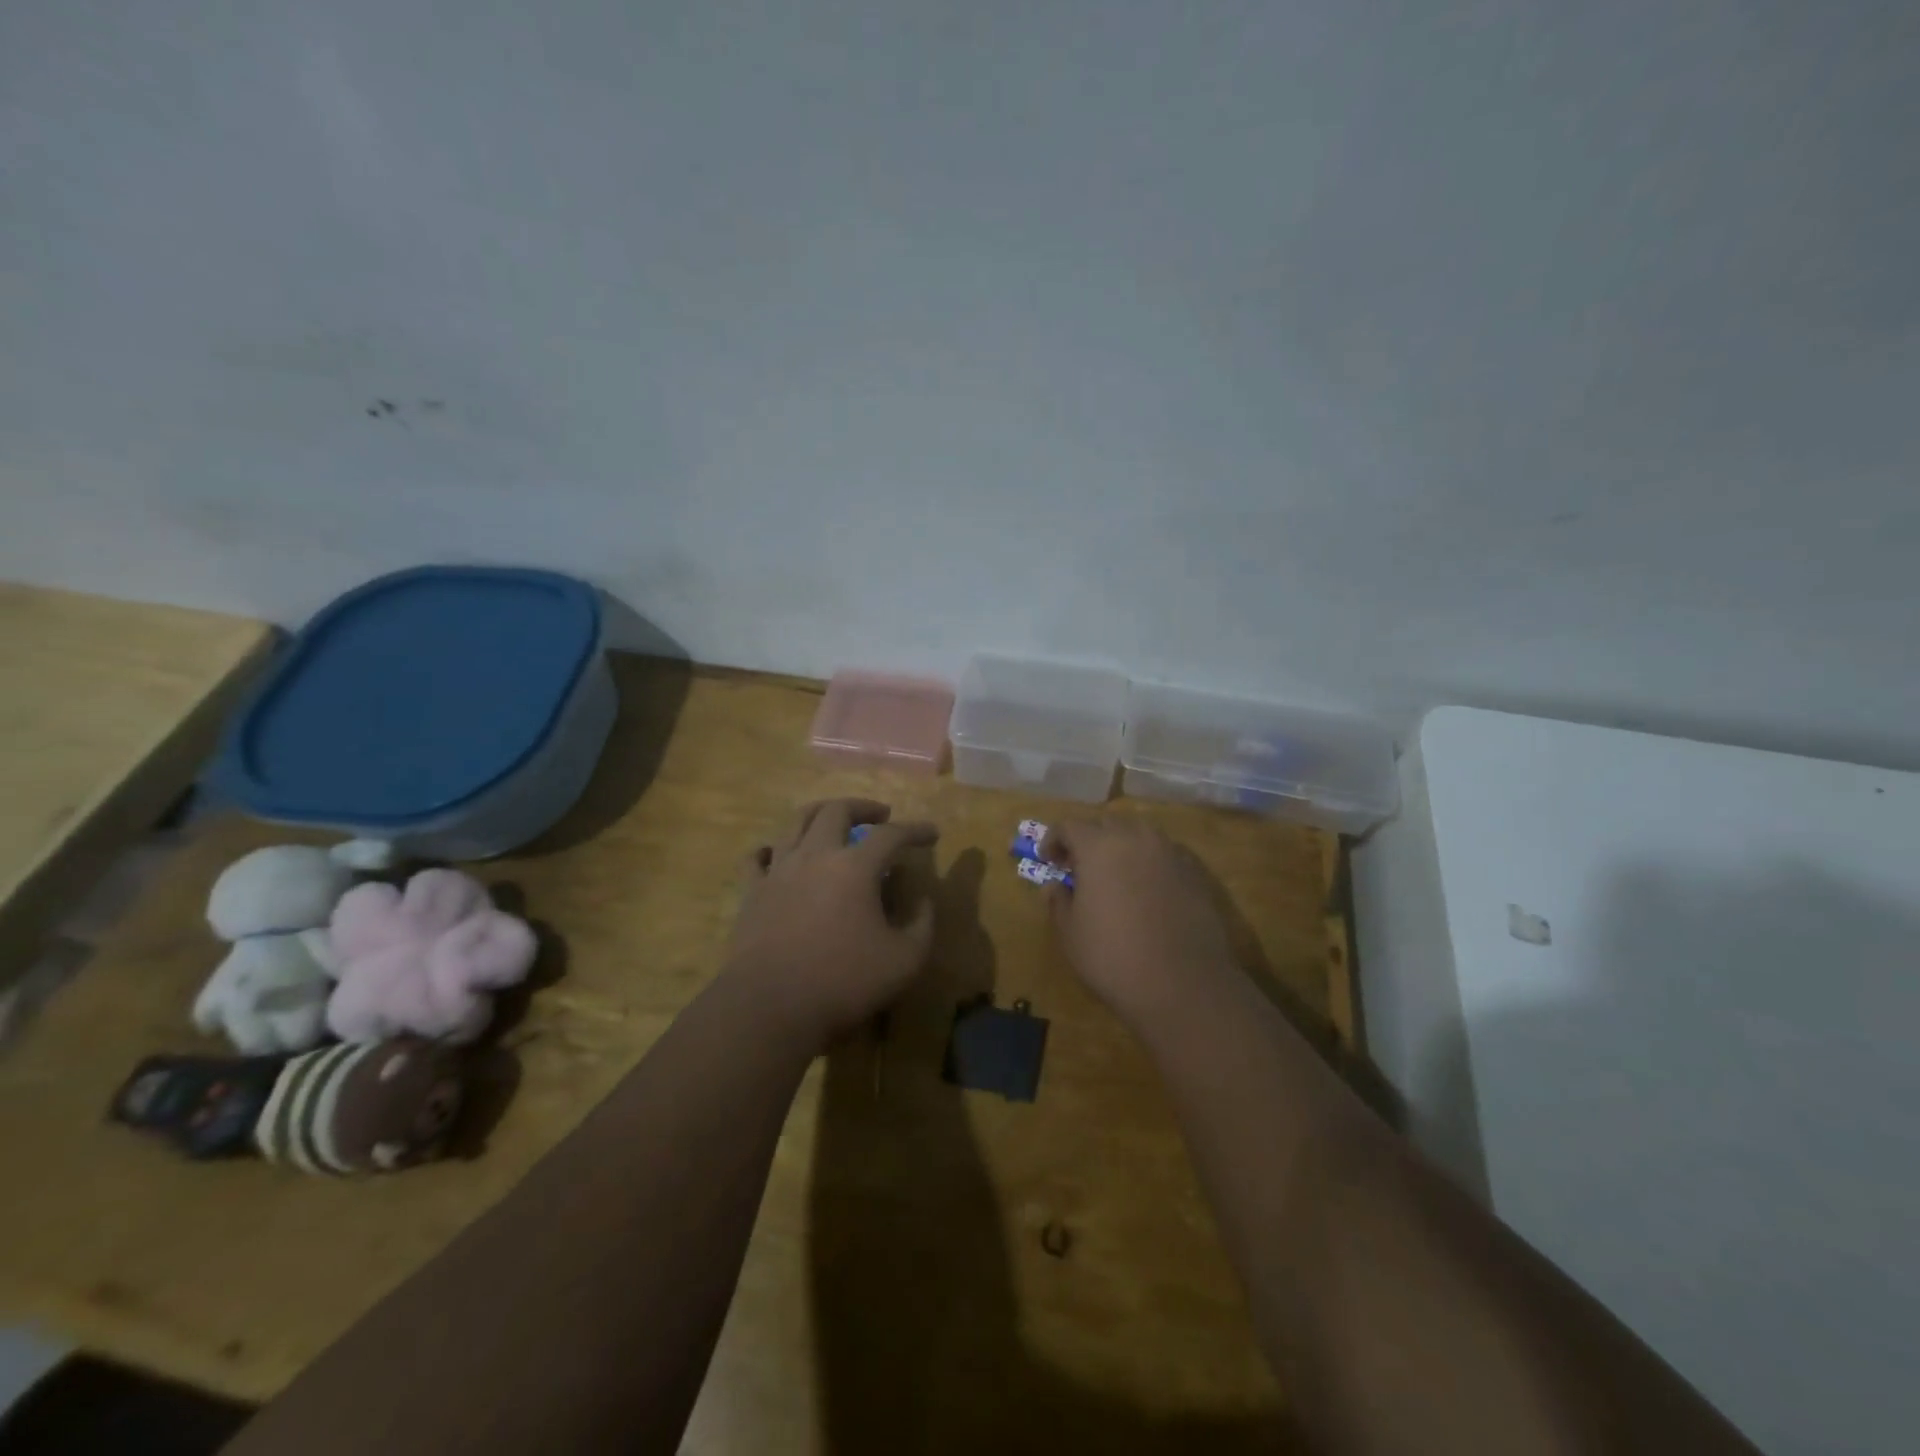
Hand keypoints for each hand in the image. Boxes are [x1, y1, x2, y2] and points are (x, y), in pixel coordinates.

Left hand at [727, 798, 938, 1047]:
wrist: (770, 1007)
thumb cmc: (843, 982)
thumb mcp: (905, 961)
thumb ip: (923, 925)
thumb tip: (924, 901)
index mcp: (855, 867)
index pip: (892, 835)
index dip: (915, 830)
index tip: (932, 833)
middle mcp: (816, 855)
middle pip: (837, 811)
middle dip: (863, 807)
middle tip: (880, 816)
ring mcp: (779, 870)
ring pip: (796, 821)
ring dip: (820, 812)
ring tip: (833, 818)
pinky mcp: (752, 892)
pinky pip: (757, 856)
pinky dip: (772, 847)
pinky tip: (779, 853)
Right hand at [1040, 818, 1237, 1025]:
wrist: (1183, 986)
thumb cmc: (1113, 957)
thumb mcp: (1070, 933)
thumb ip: (1058, 902)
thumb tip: (1055, 886)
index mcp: (1099, 847)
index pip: (1070, 826)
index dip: (1054, 840)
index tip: (1048, 861)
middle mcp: (1136, 839)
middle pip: (1107, 824)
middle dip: (1089, 840)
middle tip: (1079, 867)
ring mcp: (1171, 854)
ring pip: (1140, 835)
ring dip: (1122, 847)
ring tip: (1115, 876)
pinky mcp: (1196, 875)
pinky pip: (1165, 856)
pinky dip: (1150, 864)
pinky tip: (1147, 891)